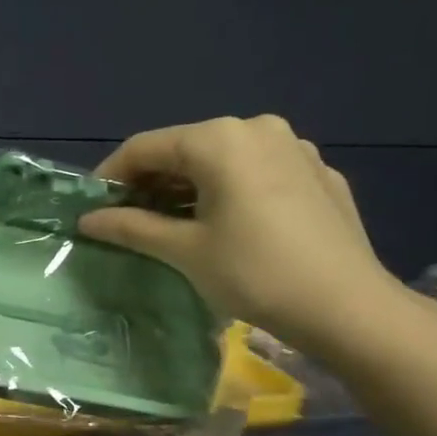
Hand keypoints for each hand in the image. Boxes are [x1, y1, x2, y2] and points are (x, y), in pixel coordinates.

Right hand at [78, 114, 405, 353]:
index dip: (110, 175)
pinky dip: (230, 191)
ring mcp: (295, 148)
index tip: (91, 206)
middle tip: (127, 219)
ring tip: (172, 224)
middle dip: (150, 182)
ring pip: (223, 160)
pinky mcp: (319, 173)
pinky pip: (258, 172)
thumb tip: (87, 220)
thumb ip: (130, 227)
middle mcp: (257, 128)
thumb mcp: (183, 251)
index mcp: (220, 139)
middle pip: (185, 149)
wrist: (349, 307)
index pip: (145, 147)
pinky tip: (227, 225)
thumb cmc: (255, 273)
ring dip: (189, 187)